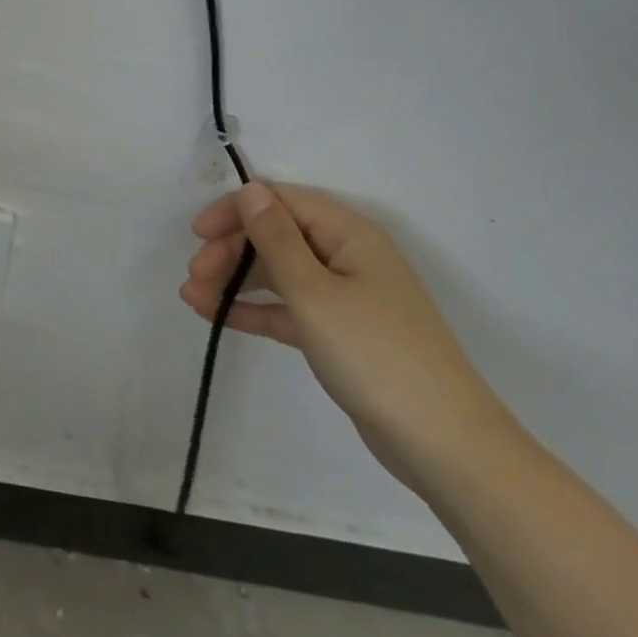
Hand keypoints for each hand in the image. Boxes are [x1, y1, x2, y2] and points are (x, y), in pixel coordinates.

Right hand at [182, 182, 513, 490]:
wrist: (444, 446)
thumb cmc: (376, 355)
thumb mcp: (315, 293)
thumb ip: (276, 239)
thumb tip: (251, 190)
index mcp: (347, 234)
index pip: (281, 202)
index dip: (236, 211)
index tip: (197, 235)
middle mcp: (346, 255)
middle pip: (276, 237)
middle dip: (230, 251)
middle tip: (193, 278)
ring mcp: (344, 296)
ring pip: (278, 274)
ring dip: (235, 281)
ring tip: (193, 299)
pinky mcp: (340, 334)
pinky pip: (288, 309)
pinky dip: (255, 310)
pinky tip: (218, 317)